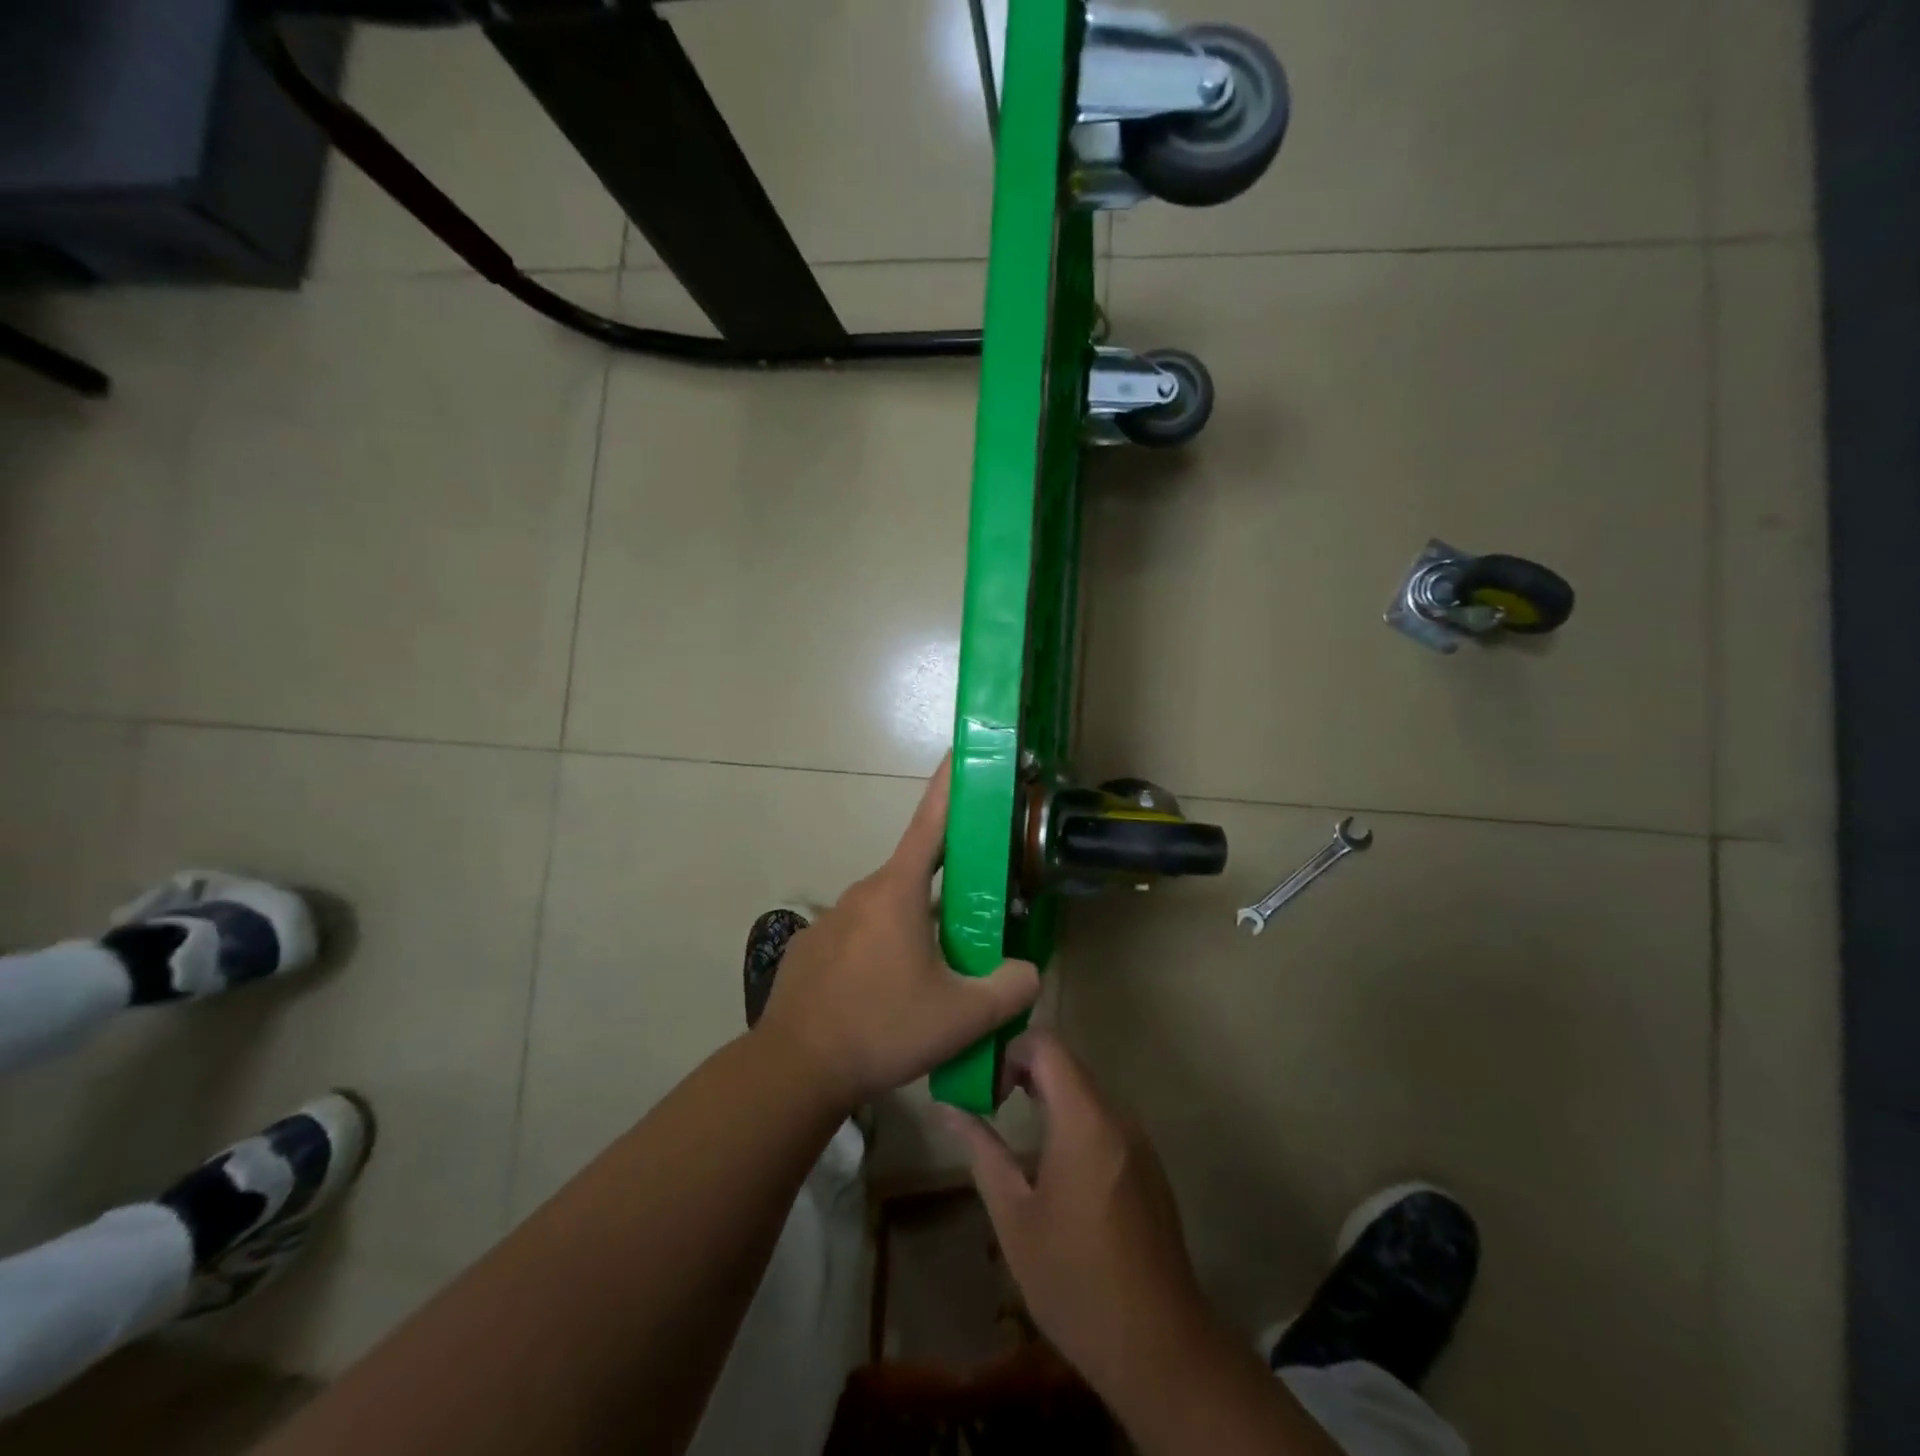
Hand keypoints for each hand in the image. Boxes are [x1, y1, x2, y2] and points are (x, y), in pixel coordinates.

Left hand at [754, 757, 1040, 1110]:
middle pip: (916, 875)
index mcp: (898, 891)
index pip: (932, 822)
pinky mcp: (812, 949)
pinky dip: (881, 953)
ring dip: (915, 928)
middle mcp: (862, 893)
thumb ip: (1010, 989)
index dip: (950, 785)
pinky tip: (886, 998)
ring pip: (888, 911)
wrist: (794, 1069)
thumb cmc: (881, 1027)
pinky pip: (859, 938)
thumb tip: (1028, 972)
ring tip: (934, 977)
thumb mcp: (962, 1016)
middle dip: (949, 887)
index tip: (961, 752)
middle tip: (976, 919)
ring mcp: (831, 920)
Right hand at [942, 1031, 1212, 1397]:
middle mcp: (1117, 1117)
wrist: (1159, 1348)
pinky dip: (1073, 1120)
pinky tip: (1052, 1164)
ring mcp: (1139, 1140)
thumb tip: (947, 1108)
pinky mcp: (1148, 1165)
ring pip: (1086, 1091)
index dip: (1009, 1049)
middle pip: (1067, 1064)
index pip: (1047, 1044)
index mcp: (1084, 1120)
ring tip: (1012, 1128)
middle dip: (1023, 1071)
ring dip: (1048, 1096)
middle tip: (988, 1102)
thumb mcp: (1014, 1216)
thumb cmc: (1074, 1279)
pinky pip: (1104, 1120)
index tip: (985, 1085)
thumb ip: (981, 1150)